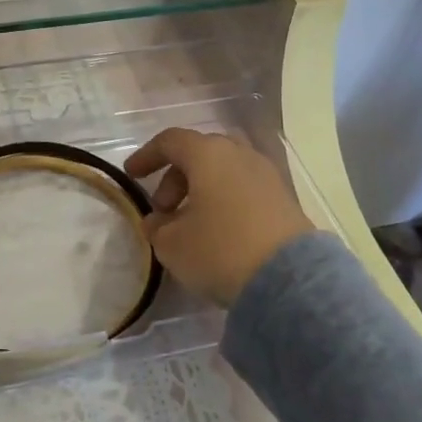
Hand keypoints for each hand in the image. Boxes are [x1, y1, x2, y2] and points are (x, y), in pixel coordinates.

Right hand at [124, 129, 313, 306]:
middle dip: (175, 177)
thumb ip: (157, 227)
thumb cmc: (220, 250)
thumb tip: (157, 221)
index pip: (170, 141)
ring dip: (201, 190)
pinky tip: (220, 232)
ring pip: (224, 170)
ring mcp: (266, 174)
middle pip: (199, 153)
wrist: (289, 280)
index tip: (132, 176)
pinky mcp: (284, 198)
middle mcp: (239, 154)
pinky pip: (244, 188)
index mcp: (208, 154)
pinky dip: (225, 200)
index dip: (147, 156)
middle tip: (164, 210)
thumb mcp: (172, 244)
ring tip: (191, 224)